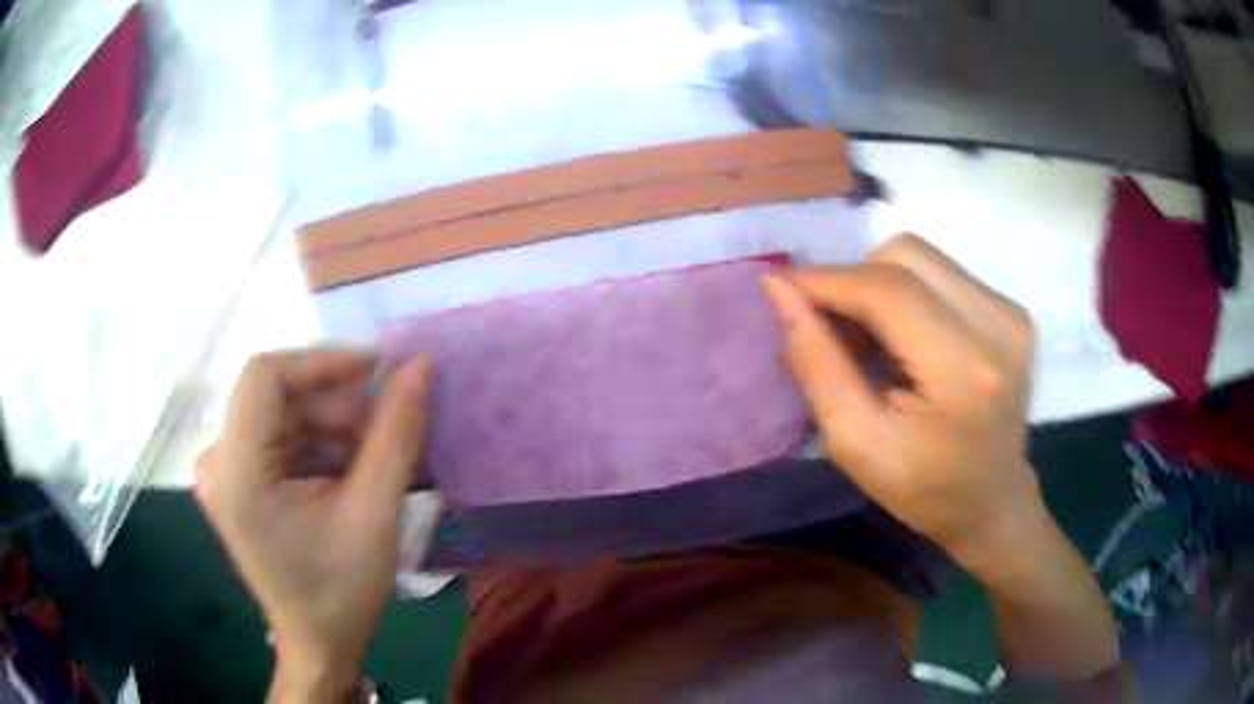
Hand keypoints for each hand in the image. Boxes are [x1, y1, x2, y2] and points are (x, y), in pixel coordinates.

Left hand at [195, 350, 430, 701]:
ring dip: (331, 427)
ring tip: (374, 458)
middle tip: (386, 429)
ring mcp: (222, 471)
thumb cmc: (342, 592)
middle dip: (335, 406)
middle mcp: (217, 462)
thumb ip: (396, 434)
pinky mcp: (234, 480)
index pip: (264, 377)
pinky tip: (348, 472)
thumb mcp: (375, 514)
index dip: (320, 361)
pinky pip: (278, 438)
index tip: (376, 371)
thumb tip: (420, 366)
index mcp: (237, 473)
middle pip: (276, 398)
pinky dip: (317, 445)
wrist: (317, 644)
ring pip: (281, 415)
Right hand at [762, 234, 1041, 565]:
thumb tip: (779, 289)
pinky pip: (941, 273)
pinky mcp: (1012, 310)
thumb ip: (816, 362)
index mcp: (963, 371)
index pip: (887, 288)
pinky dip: (908, 293)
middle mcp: (998, 326)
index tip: (782, 290)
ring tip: (873, 340)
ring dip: (880, 285)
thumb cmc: (922, 489)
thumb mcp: (854, 443)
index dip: (828, 279)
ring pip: (921, 257)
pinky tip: (907, 339)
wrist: (992, 502)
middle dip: (854, 281)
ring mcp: (1011, 313)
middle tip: (835, 330)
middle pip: (904, 256)